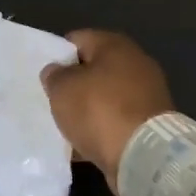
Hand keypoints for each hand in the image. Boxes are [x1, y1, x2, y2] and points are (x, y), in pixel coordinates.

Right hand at [40, 30, 173, 193]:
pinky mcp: (151, 122)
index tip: (45, 76)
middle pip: (94, 68)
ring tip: (66, 125)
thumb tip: (56, 71)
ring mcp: (147, 94)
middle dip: (74, 84)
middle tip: (53, 100)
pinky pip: (117, 120)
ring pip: (105, 96)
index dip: (57, 55)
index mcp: (115, 45)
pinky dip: (102, 128)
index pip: (77, 39)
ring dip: (88, 108)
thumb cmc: (99, 111)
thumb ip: (54, 75)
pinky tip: (84, 143)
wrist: (143, 155)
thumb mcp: (62, 88)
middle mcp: (136, 63)